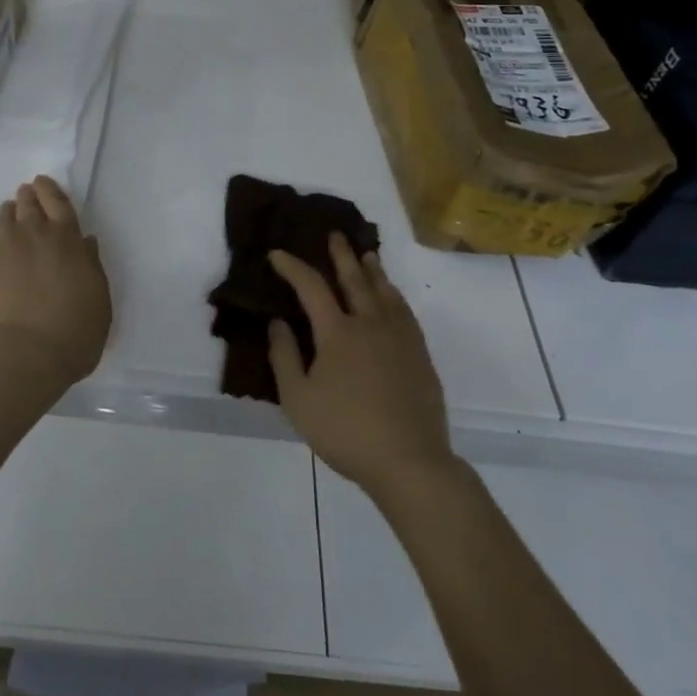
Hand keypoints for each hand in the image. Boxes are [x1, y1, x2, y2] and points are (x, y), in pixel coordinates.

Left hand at [0, 176, 111, 389]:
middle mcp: (33, 229)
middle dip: (27, 199)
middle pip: (27, 201)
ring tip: (5, 239)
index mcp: (67, 238)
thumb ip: (91, 266)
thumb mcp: (98, 300)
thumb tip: (84, 243)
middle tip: (24, 203)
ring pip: (2, 217)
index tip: (41, 184)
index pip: (58, 201)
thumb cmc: (72, 334)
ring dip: (7, 221)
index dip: (49, 190)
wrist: (20, 356)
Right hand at [268, 235, 454, 495]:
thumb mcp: (298, 400)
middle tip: (335, 235)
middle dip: (341, 255)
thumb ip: (285, 357)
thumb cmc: (346, 431)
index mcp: (337, 332)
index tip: (277, 254)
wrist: (409, 460)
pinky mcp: (419, 354)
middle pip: (354, 279)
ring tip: (366, 254)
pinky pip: (405, 312)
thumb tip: (278, 321)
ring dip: (372, 269)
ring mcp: (399, 337)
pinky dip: (395, 295)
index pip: (311, 287)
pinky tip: (393, 297)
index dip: (292, 267)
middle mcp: (370, 323)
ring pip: (384, 291)